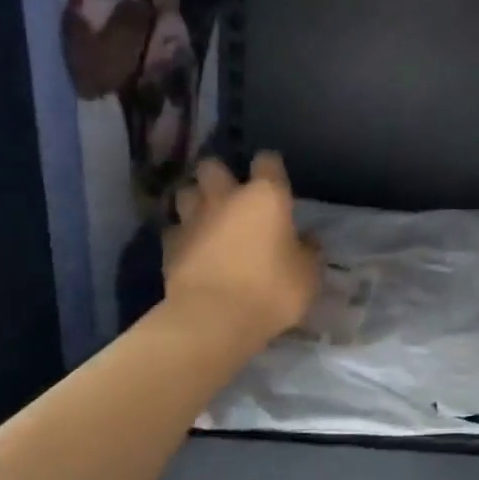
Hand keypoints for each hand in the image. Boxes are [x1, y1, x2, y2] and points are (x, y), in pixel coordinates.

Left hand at [164, 152, 319, 345]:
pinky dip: (183, 235)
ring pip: (186, 192)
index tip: (276, 179)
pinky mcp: (170, 246)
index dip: (271, 166)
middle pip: (213, 166)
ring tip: (206, 218)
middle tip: (231, 194)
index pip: (267, 161)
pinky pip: (174, 229)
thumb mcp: (308, 275)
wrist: (214, 319)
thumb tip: (306, 240)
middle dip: (219, 175)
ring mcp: (193, 220)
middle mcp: (226, 198)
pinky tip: (192, 249)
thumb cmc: (271, 291)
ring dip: (195, 200)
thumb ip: (308, 252)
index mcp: (266, 197)